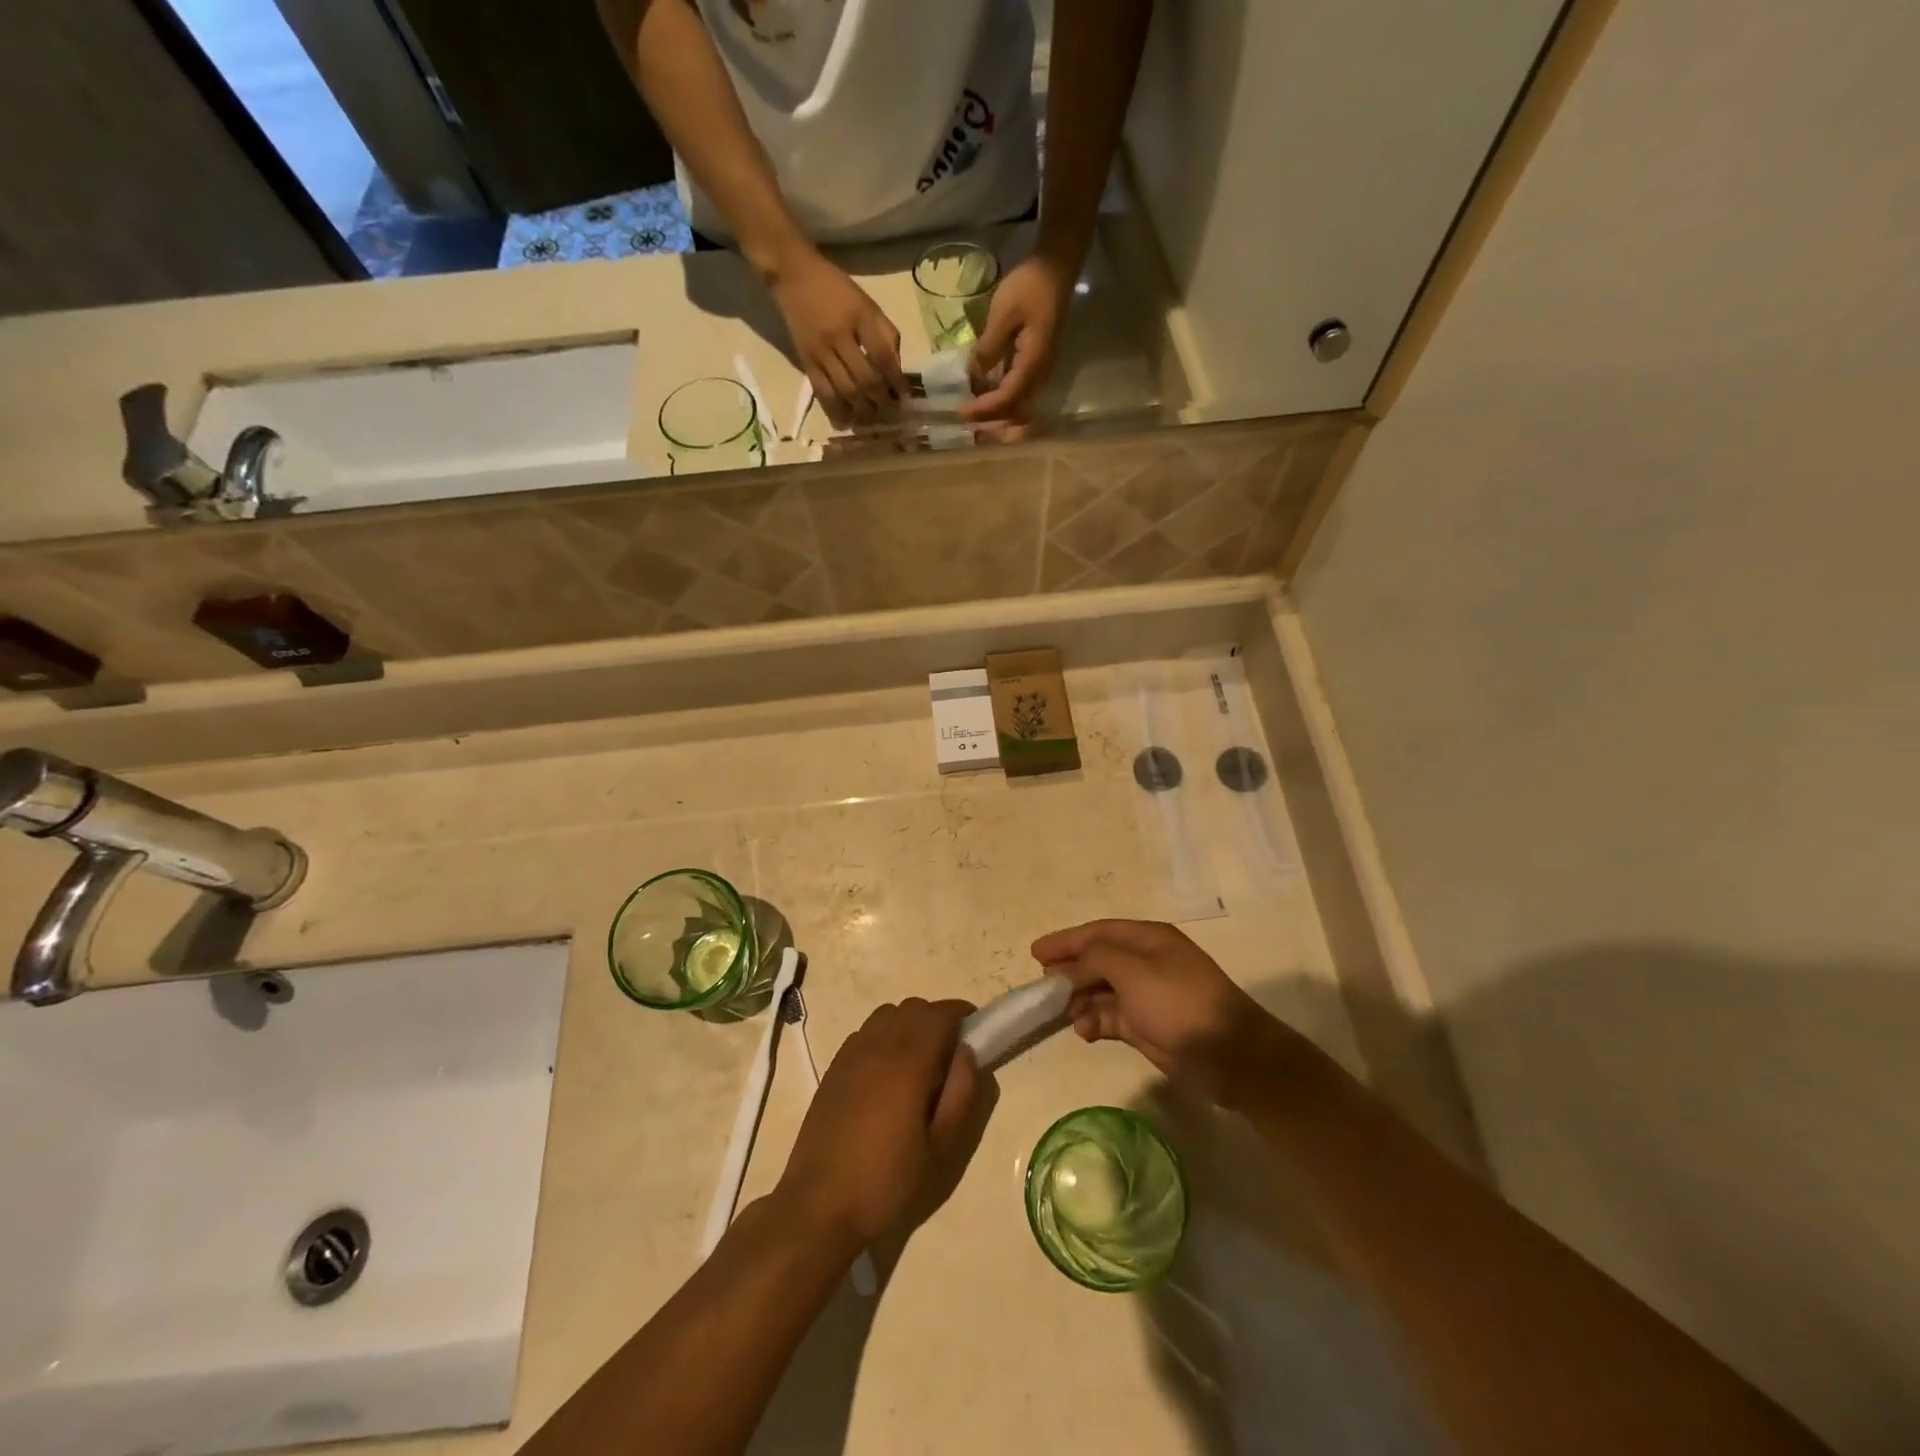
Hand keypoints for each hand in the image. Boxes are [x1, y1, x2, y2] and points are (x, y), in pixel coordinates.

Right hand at [767, 247, 908, 428]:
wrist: (794, 276)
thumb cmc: (837, 290)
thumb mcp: (867, 303)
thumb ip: (885, 334)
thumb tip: (896, 370)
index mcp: (859, 317)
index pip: (882, 356)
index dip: (896, 380)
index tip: (905, 397)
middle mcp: (839, 336)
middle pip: (864, 379)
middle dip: (881, 401)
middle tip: (891, 415)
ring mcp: (821, 352)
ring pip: (845, 390)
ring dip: (861, 411)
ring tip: (872, 421)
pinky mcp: (806, 362)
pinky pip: (822, 392)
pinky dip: (835, 411)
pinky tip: (845, 422)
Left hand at [777, 997, 981, 1246]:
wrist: (819, 1205)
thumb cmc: (887, 1181)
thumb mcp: (941, 1148)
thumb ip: (961, 1093)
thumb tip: (967, 1052)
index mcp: (908, 1061)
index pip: (939, 1013)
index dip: (961, 1013)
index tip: (975, 1031)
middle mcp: (877, 1046)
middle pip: (913, 1007)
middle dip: (937, 1019)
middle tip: (951, 1054)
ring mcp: (851, 1054)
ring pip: (887, 1014)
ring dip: (909, 1024)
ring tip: (919, 1062)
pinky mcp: (834, 1068)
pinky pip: (866, 1032)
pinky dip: (884, 1036)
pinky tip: (887, 1074)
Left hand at [962, 252, 1074, 421]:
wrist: (1055, 267)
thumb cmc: (1030, 286)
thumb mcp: (1004, 314)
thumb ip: (988, 349)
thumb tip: (973, 377)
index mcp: (1033, 364)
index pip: (1007, 398)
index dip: (984, 409)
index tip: (961, 413)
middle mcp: (1039, 374)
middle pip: (1013, 408)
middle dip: (989, 418)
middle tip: (963, 418)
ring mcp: (1038, 369)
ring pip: (1016, 401)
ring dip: (994, 409)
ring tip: (970, 410)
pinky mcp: (1033, 362)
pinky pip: (1016, 388)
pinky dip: (999, 395)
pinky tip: (981, 392)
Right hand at [1032, 919, 1298, 1106]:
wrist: (1230, 1056)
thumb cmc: (1180, 1002)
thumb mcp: (1133, 971)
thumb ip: (1095, 960)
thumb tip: (1069, 966)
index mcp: (1147, 939)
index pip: (1097, 932)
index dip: (1066, 940)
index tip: (1035, 953)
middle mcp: (1146, 962)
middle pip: (1097, 961)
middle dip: (1070, 972)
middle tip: (1042, 987)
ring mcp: (1147, 996)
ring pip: (1101, 991)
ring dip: (1080, 1000)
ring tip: (1062, 1014)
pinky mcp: (1147, 1027)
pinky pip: (1111, 1017)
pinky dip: (1095, 1022)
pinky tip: (1083, 1031)